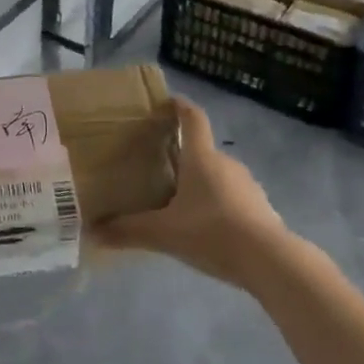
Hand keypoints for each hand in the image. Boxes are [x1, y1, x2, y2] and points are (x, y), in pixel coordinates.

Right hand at [94, 97, 290, 289]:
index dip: (179, 106)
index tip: (167, 102)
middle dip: (183, 154)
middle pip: (202, 149)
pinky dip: (218, 204)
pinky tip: (207, 227)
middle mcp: (226, 163)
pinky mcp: (261, 208)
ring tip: (180, 201)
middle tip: (160, 167)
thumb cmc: (212, 232)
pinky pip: (233, 197)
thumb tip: (92, 232)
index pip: (192, 118)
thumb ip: (129, 231)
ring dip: (201, 182)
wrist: (271, 262)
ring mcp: (247, 185)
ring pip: (218, 175)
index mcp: (201, 157)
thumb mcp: (164, 234)